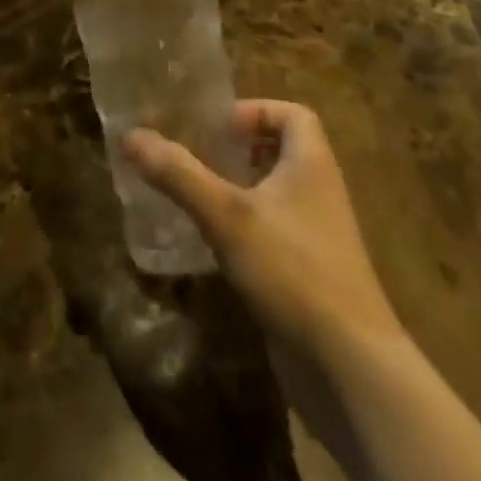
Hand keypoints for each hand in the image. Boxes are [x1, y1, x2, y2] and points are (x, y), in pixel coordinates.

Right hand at [124, 100, 401, 349]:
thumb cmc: (293, 270)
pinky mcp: (309, 276)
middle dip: (238, 150)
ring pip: (275, 195)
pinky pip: (273, 234)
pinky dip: (244, 230)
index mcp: (312, 164)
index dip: (255, 111)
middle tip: (197, 156)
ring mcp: (317, 238)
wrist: (350, 370)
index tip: (217, 128)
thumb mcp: (227, 215)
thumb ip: (178, 173)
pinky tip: (211, 246)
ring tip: (195, 195)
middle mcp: (319, 193)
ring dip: (237, 190)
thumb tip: (130, 136)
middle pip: (280, 152)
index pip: (293, 114)